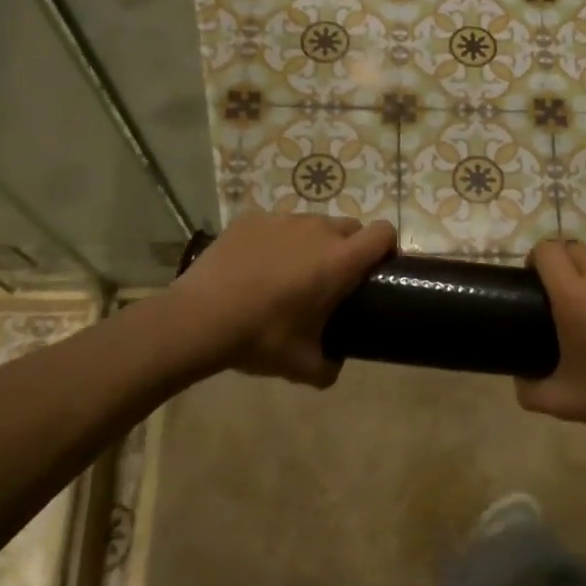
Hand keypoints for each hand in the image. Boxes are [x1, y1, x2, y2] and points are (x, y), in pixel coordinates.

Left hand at [167, 212, 395, 386]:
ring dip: (312, 244)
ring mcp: (282, 220)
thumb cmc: (261, 338)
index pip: (383, 234)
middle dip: (350, 249)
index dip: (387, 248)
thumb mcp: (303, 365)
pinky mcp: (251, 219)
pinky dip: (276, 242)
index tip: (378, 270)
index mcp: (340, 260)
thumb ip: (329, 366)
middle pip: (350, 227)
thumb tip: (333, 366)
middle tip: (331, 281)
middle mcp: (317, 230)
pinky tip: (255, 267)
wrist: (198, 319)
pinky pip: (277, 226)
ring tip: (289, 274)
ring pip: (312, 225)